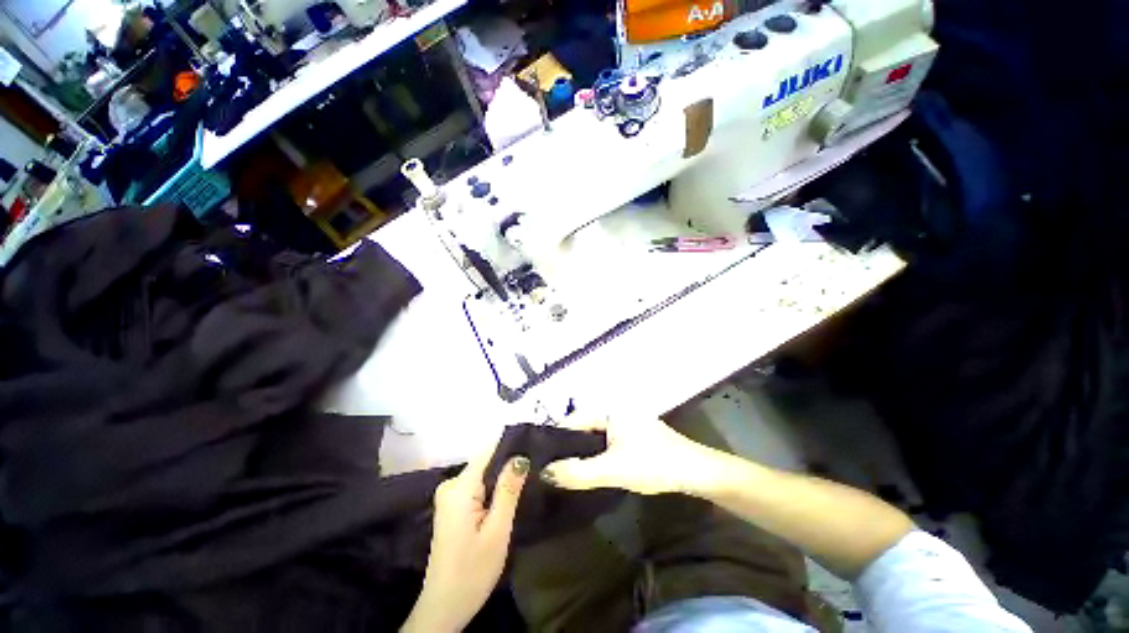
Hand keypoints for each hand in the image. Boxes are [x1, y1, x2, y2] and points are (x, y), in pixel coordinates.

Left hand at [401, 438, 529, 632]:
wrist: (444, 608)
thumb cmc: (473, 571)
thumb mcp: (497, 530)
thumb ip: (508, 490)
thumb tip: (520, 456)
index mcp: (459, 487)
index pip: (488, 452)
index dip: (511, 446)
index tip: (534, 443)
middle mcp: (451, 484)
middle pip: (486, 462)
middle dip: (509, 464)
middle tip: (535, 468)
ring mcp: (449, 496)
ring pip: (483, 475)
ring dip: (502, 478)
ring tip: (527, 480)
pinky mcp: (453, 506)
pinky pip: (477, 486)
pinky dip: (493, 489)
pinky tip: (508, 495)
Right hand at [540, 416, 718, 495]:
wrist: (694, 471)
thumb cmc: (653, 464)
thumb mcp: (612, 470)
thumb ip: (578, 472)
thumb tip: (545, 472)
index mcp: (610, 409)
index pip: (574, 419)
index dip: (557, 437)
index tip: (542, 456)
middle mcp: (616, 410)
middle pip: (584, 426)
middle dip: (569, 445)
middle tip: (553, 466)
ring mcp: (626, 421)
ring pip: (596, 435)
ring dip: (583, 451)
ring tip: (568, 469)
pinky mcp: (634, 433)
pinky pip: (607, 440)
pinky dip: (597, 452)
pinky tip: (593, 467)